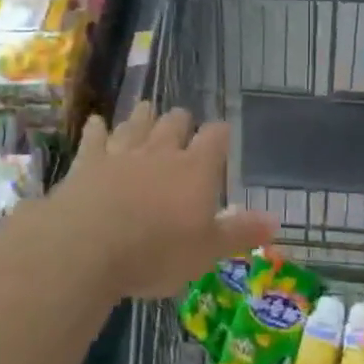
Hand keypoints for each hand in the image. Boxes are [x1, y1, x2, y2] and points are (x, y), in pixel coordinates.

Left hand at [45, 103, 276, 297]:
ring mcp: (122, 153)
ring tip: (148, 110)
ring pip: (137, 123)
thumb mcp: (206, 252)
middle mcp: (161, 152)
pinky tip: (96, 122)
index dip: (220, 133)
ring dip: (143, 117)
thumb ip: (239, 232)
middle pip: (175, 123)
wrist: (87, 247)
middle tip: (182, 123)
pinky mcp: (87, 162)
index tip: (221, 133)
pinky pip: (94, 137)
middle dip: (181, 121)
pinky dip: (97, 129)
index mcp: (195, 170)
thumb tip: (275, 221)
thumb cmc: (156, 253)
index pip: (215, 138)